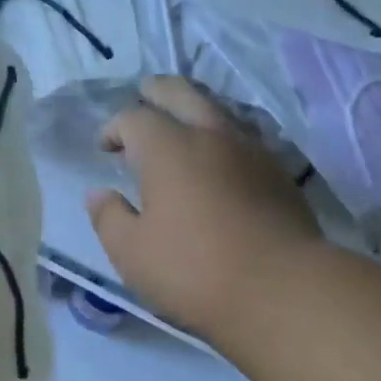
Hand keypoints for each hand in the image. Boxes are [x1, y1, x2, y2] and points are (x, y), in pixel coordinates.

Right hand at [87, 77, 320, 341]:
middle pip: (182, 94)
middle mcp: (212, 136)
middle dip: (158, 91)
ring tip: (183, 126)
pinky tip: (220, 162)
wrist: (280, 289)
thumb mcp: (132, 253)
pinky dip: (223, 139)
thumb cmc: (193, 270)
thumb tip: (99, 194)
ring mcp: (252, 151)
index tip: (105, 147)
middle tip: (144, 95)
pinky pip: (245, 140)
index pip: (134, 119)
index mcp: (168, 149)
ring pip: (220, 112)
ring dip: (195, 110)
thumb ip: (108, 218)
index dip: (114, 128)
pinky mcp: (279, 174)